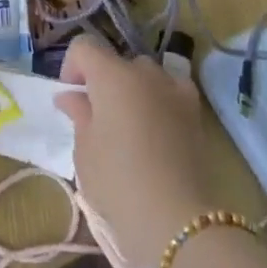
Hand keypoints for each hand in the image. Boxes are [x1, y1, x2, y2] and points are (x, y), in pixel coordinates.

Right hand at [54, 34, 221, 267]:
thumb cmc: (119, 183)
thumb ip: (78, 115)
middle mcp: (144, 71)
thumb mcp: (85, 151)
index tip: (71, 98)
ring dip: (133, 90)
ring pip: (145, 76)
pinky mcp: (195, 111)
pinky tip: (157, 129)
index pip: (84, 46)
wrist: (177, 221)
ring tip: (129, 127)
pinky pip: (171, 91)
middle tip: (97, 119)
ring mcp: (174, 88)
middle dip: (103, 83)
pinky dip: (160, 100)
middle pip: (117, 62)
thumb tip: (71, 96)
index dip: (72, 67)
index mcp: (112, 75)